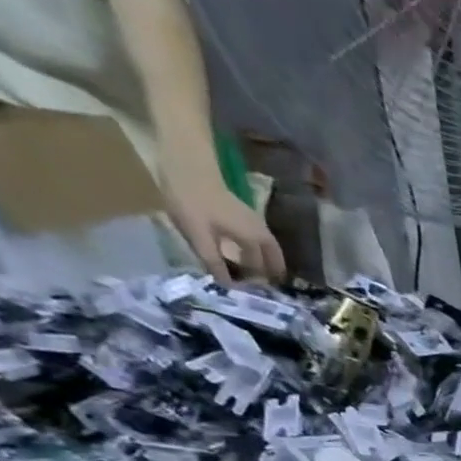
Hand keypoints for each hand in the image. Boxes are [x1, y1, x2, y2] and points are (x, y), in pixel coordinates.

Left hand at [163, 165, 285, 281]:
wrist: (185, 162)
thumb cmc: (192, 200)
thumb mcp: (199, 235)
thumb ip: (214, 263)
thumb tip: (228, 289)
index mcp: (255, 241)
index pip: (262, 271)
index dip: (256, 285)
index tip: (248, 298)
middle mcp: (261, 234)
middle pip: (274, 260)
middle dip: (270, 276)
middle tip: (260, 290)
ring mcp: (255, 223)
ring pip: (268, 250)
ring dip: (265, 264)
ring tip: (254, 277)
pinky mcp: (244, 216)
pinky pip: (259, 242)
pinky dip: (257, 253)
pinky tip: (244, 256)